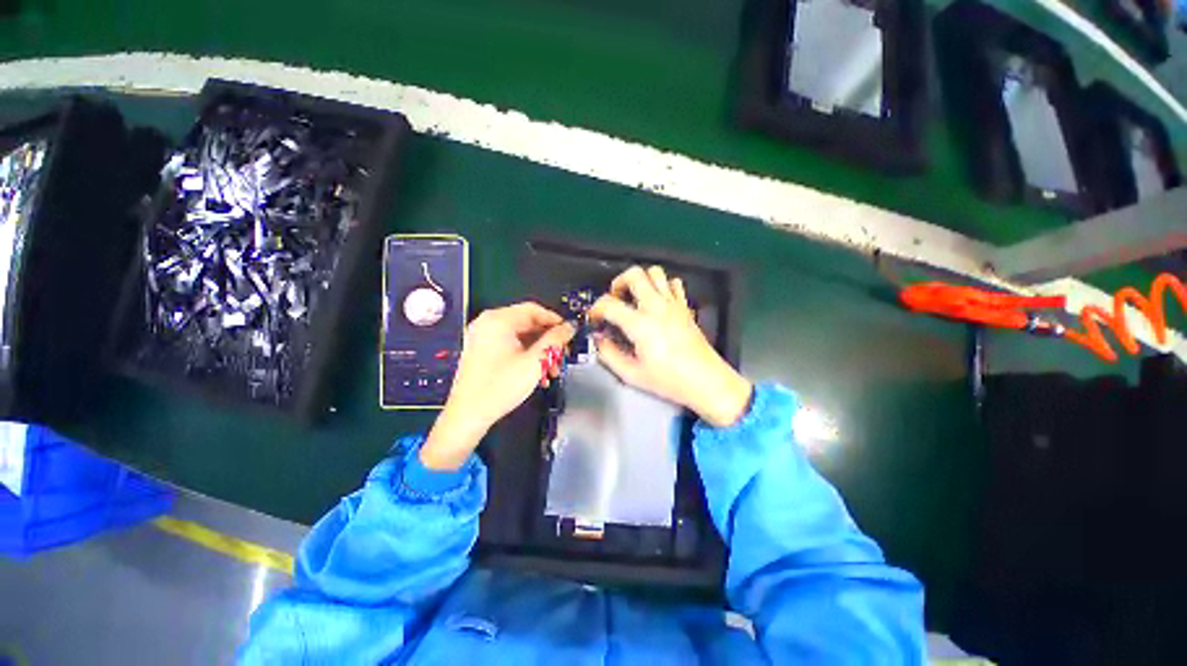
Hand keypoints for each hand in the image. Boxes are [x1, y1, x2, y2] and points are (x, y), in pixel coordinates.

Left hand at [421, 303, 574, 470]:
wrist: (467, 416)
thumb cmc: (501, 386)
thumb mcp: (535, 362)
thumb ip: (555, 340)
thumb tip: (570, 326)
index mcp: (498, 320)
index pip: (534, 310)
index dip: (555, 321)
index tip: (570, 334)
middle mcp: (488, 323)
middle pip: (527, 324)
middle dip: (548, 341)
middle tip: (563, 356)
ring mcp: (483, 337)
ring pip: (521, 337)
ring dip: (540, 351)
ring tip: (552, 371)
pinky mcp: (481, 351)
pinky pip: (510, 346)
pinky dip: (525, 356)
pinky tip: (537, 374)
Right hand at [589, 266, 751, 427]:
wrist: (706, 382)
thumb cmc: (669, 381)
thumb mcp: (631, 374)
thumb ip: (609, 354)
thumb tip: (599, 339)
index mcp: (640, 324)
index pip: (609, 304)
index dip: (595, 309)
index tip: (595, 319)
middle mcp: (656, 307)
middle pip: (634, 275)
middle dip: (618, 283)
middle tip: (614, 299)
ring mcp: (673, 304)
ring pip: (655, 273)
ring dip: (640, 280)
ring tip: (634, 297)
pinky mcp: (685, 307)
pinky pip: (674, 284)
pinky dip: (662, 286)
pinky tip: (656, 301)